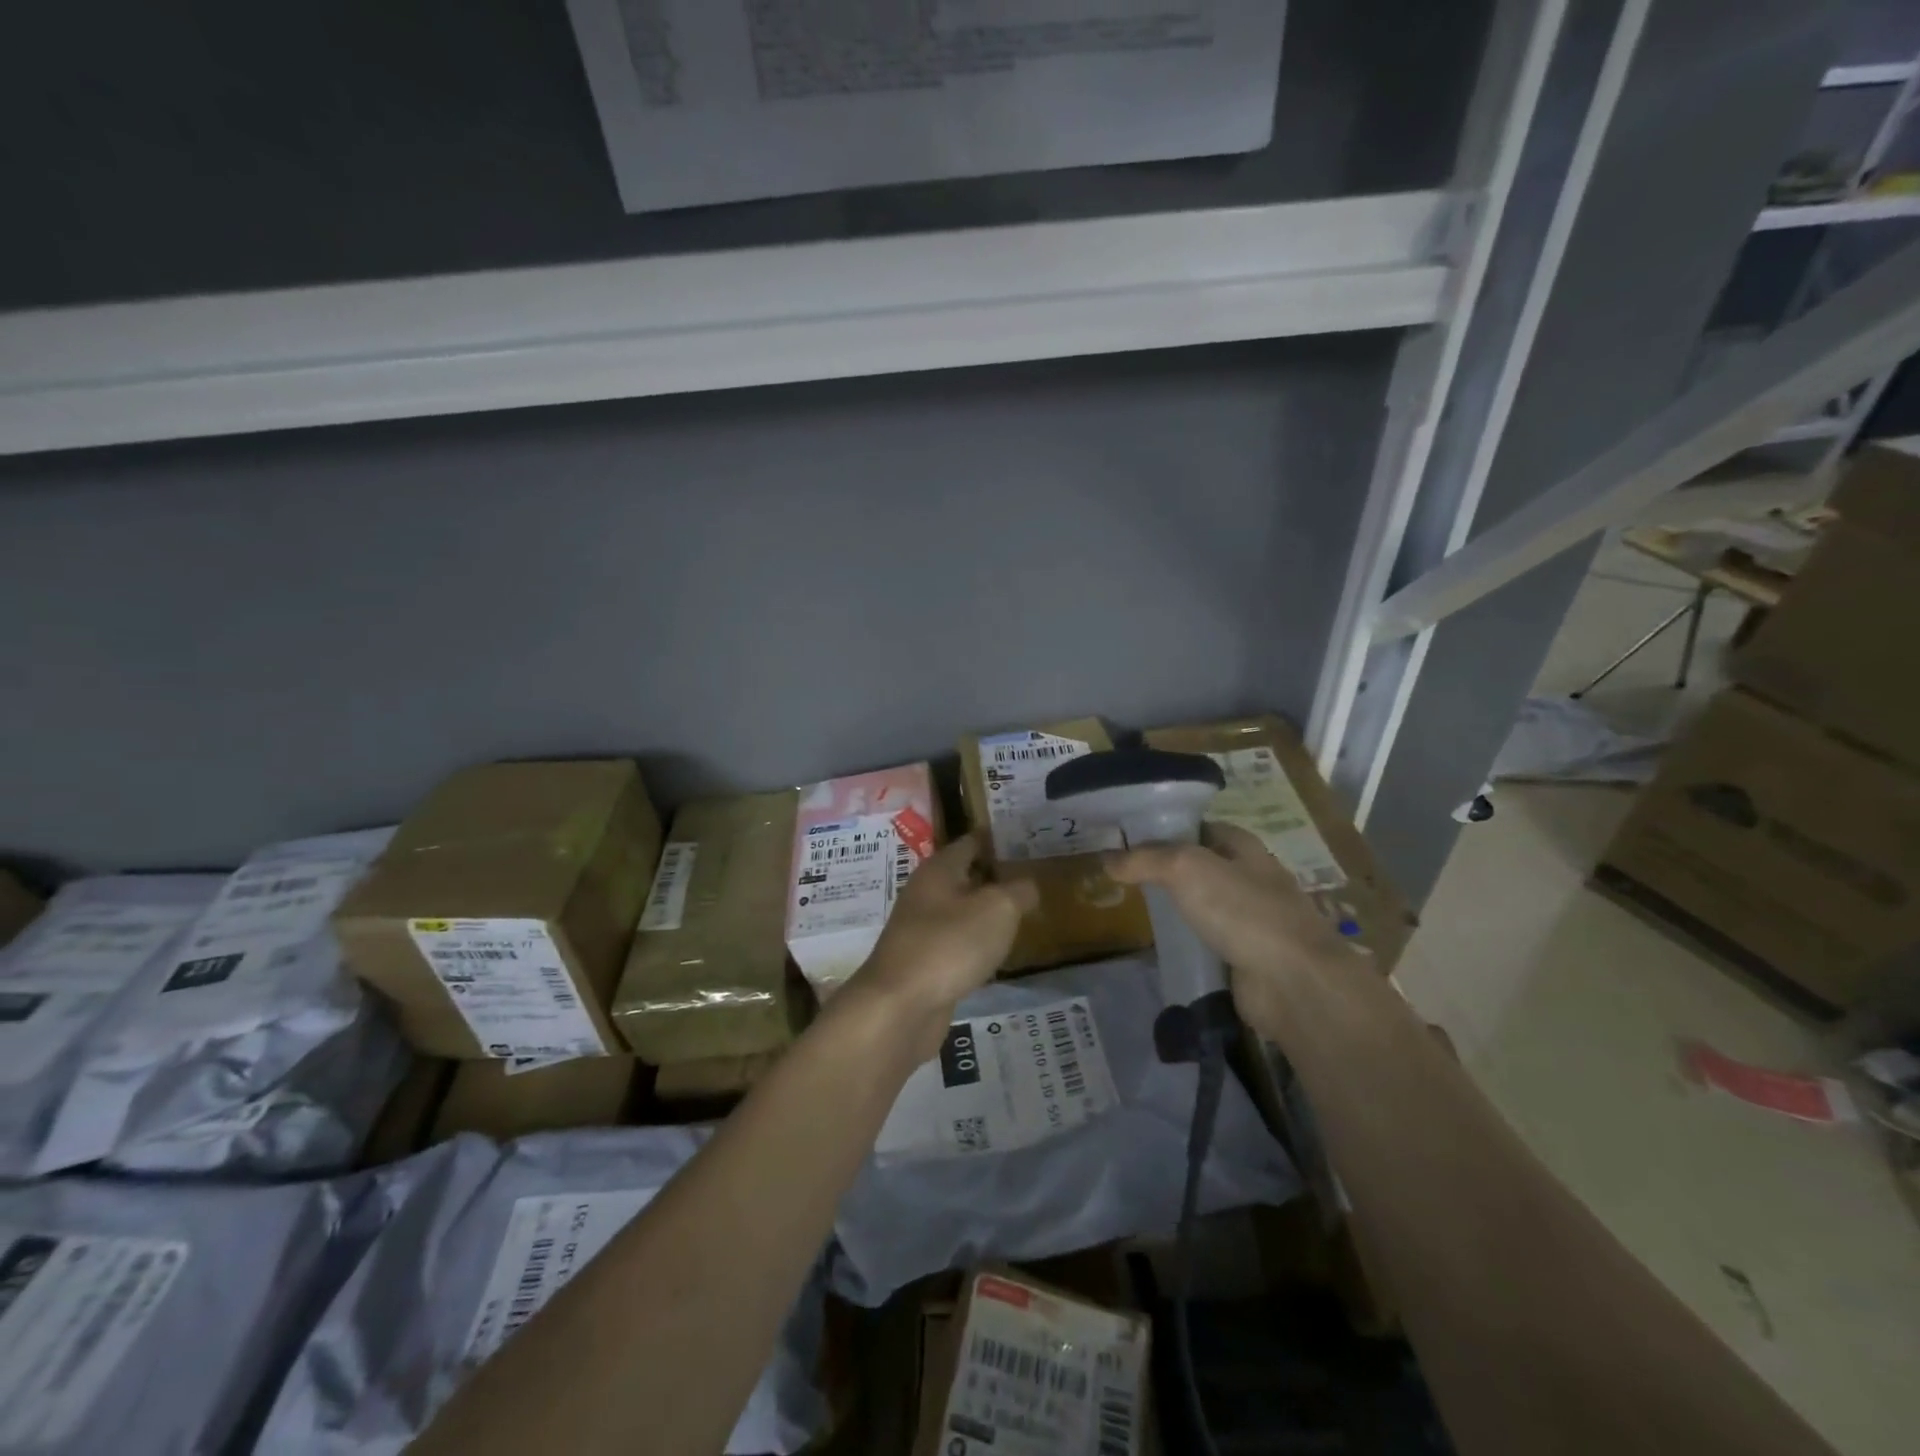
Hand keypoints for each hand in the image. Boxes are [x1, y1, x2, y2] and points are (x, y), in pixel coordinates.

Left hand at [846, 833, 1037, 1060]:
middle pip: (964, 876)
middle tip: (1033, 880)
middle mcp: (925, 893)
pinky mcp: (923, 964)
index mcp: (938, 869)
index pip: (970, 842)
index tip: (1026, 842)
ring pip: (960, 912)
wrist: (900, 1007)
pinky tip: (997, 954)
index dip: (997, 840)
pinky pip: (956, 944)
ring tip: (1022, 915)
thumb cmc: (950, 945)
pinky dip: (976, 944)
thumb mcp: (998, 909)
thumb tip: (1027, 886)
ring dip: (986, 913)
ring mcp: (921, 930)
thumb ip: (1019, 891)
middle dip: (995, 877)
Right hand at [1105, 824, 1355, 1034]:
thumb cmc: (1242, 910)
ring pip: (1205, 906)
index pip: (1201, 827)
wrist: (1291, 981)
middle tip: (1125, 876)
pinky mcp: (1248, 958)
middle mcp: (1252, 879)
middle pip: (1202, 867)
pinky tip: (1161, 946)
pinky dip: (1188, 943)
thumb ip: (1144, 860)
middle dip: (1168, 870)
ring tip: (1135, 910)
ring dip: (1178, 909)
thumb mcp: (1185, 869)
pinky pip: (1210, 942)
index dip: (1168, 829)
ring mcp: (1253, 921)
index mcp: (1245, 848)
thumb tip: (1107, 860)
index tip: (1130, 838)